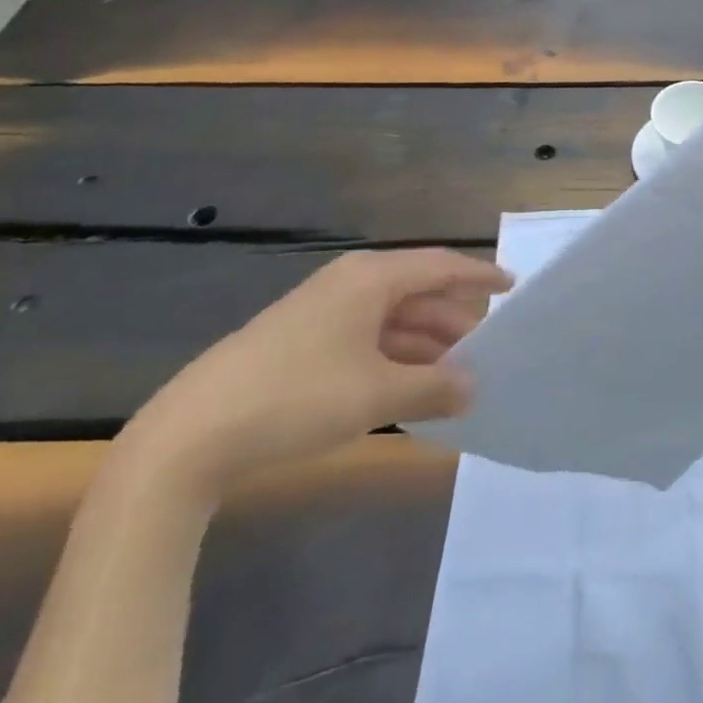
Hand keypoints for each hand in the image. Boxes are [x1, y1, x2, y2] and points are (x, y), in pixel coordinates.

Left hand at [123, 248, 510, 498]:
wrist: (189, 436)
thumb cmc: (296, 397)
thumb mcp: (376, 394)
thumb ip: (434, 387)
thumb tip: (475, 386)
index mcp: (371, 278)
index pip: (441, 266)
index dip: (480, 276)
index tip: (513, 287)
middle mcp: (350, 285)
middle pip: (418, 294)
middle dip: (454, 322)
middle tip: (489, 351)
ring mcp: (323, 314)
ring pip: (392, 321)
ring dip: (425, 347)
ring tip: (458, 379)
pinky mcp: (302, 344)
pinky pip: (366, 342)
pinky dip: (394, 362)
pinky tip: (409, 393)